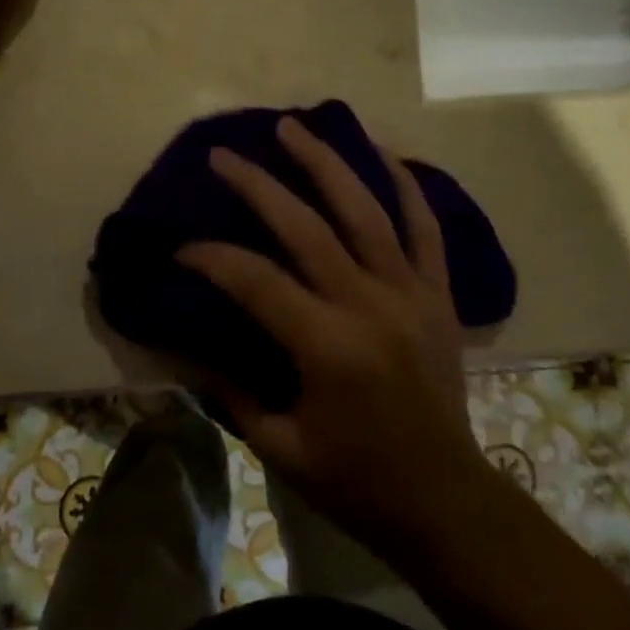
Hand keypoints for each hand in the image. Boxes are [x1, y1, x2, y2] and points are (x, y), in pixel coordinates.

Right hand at [178, 117, 487, 563]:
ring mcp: (410, 293)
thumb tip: (189, 343)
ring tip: (292, 127)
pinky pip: (427, 228)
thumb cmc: (359, 483)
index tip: (182, 248)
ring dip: (326, 163)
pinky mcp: (439, 294)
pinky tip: (384, 151)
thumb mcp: (281, 447)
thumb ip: (232, 390)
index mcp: (328, 347)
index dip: (212, 258)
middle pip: (307, 227)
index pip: (256, 281)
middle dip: (257, 186)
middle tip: (223, 155)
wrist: (448, 503)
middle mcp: (370, 306)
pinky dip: (408, 185)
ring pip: (366, 210)